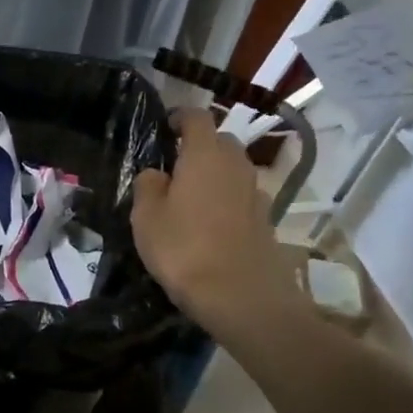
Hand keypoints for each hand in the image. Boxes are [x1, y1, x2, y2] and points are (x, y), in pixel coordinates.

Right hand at [132, 109, 303, 341]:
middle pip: (219, 142)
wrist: (239, 294)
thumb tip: (155, 173)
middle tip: (173, 167)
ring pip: (232, 169)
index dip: (179, 117)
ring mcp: (256, 191)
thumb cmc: (183, 248)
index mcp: (204, 154)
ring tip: (189, 197)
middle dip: (198, 147)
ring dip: (213, 175)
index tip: (165, 127)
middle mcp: (235, 164)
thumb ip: (147, 186)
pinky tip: (209, 223)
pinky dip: (225, 199)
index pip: (196, 118)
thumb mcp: (146, 217)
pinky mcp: (265, 217)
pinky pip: (241, 196)